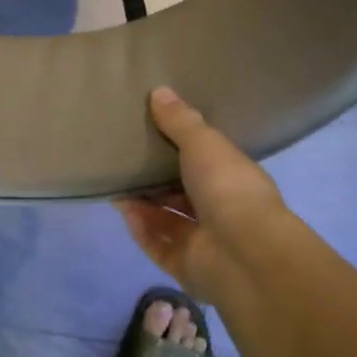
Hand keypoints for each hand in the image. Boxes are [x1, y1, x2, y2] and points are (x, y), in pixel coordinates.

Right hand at [116, 86, 292, 304]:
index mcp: (234, 179)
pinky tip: (122, 209)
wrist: (242, 253)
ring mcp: (204, 241)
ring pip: (167, 219)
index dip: (183, 149)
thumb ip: (180, 121)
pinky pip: (156, 244)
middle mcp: (221, 211)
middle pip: (183, 193)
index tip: (154, 133)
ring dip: (143, 203)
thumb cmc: (228, 189)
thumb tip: (159, 90)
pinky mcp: (184, 265)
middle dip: (156, 179)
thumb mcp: (204, 144)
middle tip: (126, 158)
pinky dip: (140, 228)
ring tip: (115, 181)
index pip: (208, 162)